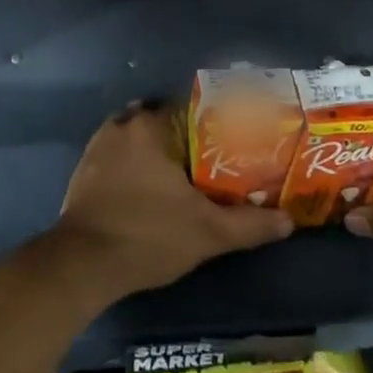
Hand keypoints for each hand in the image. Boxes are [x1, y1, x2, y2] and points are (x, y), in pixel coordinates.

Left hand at [51, 102, 292, 300]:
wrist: (84, 263)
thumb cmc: (149, 235)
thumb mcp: (208, 232)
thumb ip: (250, 224)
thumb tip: (289, 221)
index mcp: (149, 127)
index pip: (188, 108)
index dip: (212, 122)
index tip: (231, 140)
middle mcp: (120, 127)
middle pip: (161, 122)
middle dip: (184, 137)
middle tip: (211, 160)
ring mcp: (96, 148)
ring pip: (136, 139)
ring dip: (156, 151)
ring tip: (183, 174)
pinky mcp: (82, 172)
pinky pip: (116, 157)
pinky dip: (133, 166)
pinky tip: (149, 189)